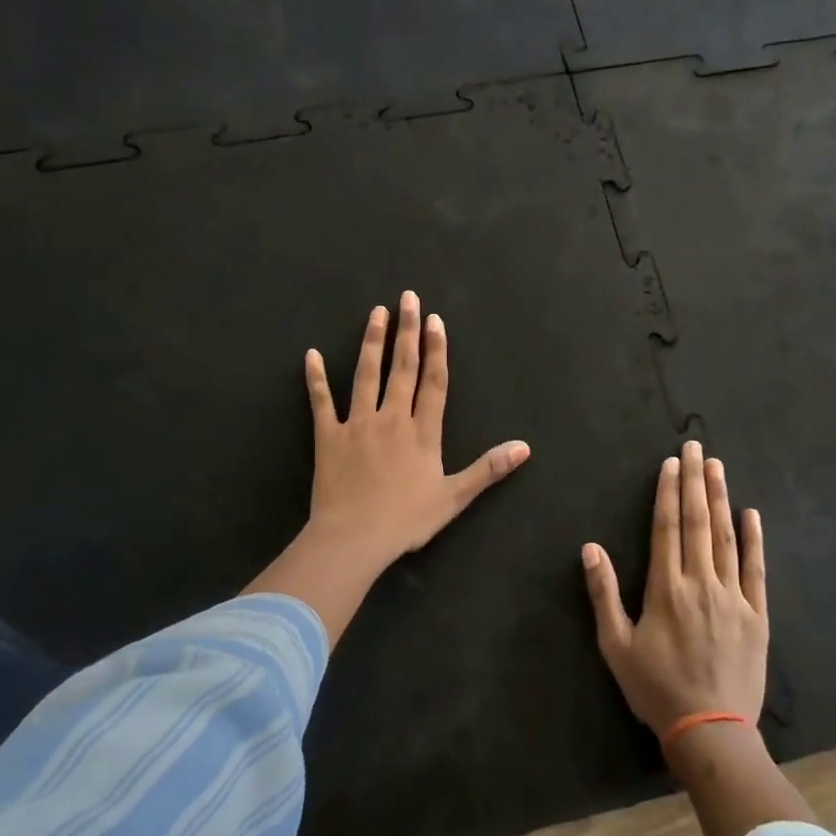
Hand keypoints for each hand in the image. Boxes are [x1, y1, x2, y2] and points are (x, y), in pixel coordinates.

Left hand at [304, 291, 530, 567]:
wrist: (354, 538)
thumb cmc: (406, 520)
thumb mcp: (454, 497)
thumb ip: (487, 469)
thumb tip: (524, 447)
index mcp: (422, 432)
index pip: (433, 382)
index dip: (436, 350)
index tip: (435, 321)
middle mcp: (391, 418)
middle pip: (402, 368)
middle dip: (407, 331)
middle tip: (408, 298)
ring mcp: (357, 424)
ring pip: (365, 375)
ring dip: (372, 342)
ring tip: (376, 312)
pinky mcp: (328, 436)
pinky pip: (321, 402)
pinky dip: (316, 378)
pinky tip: (311, 354)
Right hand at [583, 441, 766, 736]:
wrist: (710, 731)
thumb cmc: (656, 688)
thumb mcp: (616, 645)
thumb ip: (603, 594)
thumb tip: (590, 548)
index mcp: (666, 587)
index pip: (666, 527)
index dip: (668, 491)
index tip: (671, 463)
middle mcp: (700, 582)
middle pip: (697, 521)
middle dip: (695, 481)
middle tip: (697, 447)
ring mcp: (733, 596)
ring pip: (726, 536)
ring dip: (721, 499)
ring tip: (718, 467)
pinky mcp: (757, 614)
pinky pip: (756, 569)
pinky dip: (755, 539)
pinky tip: (752, 513)